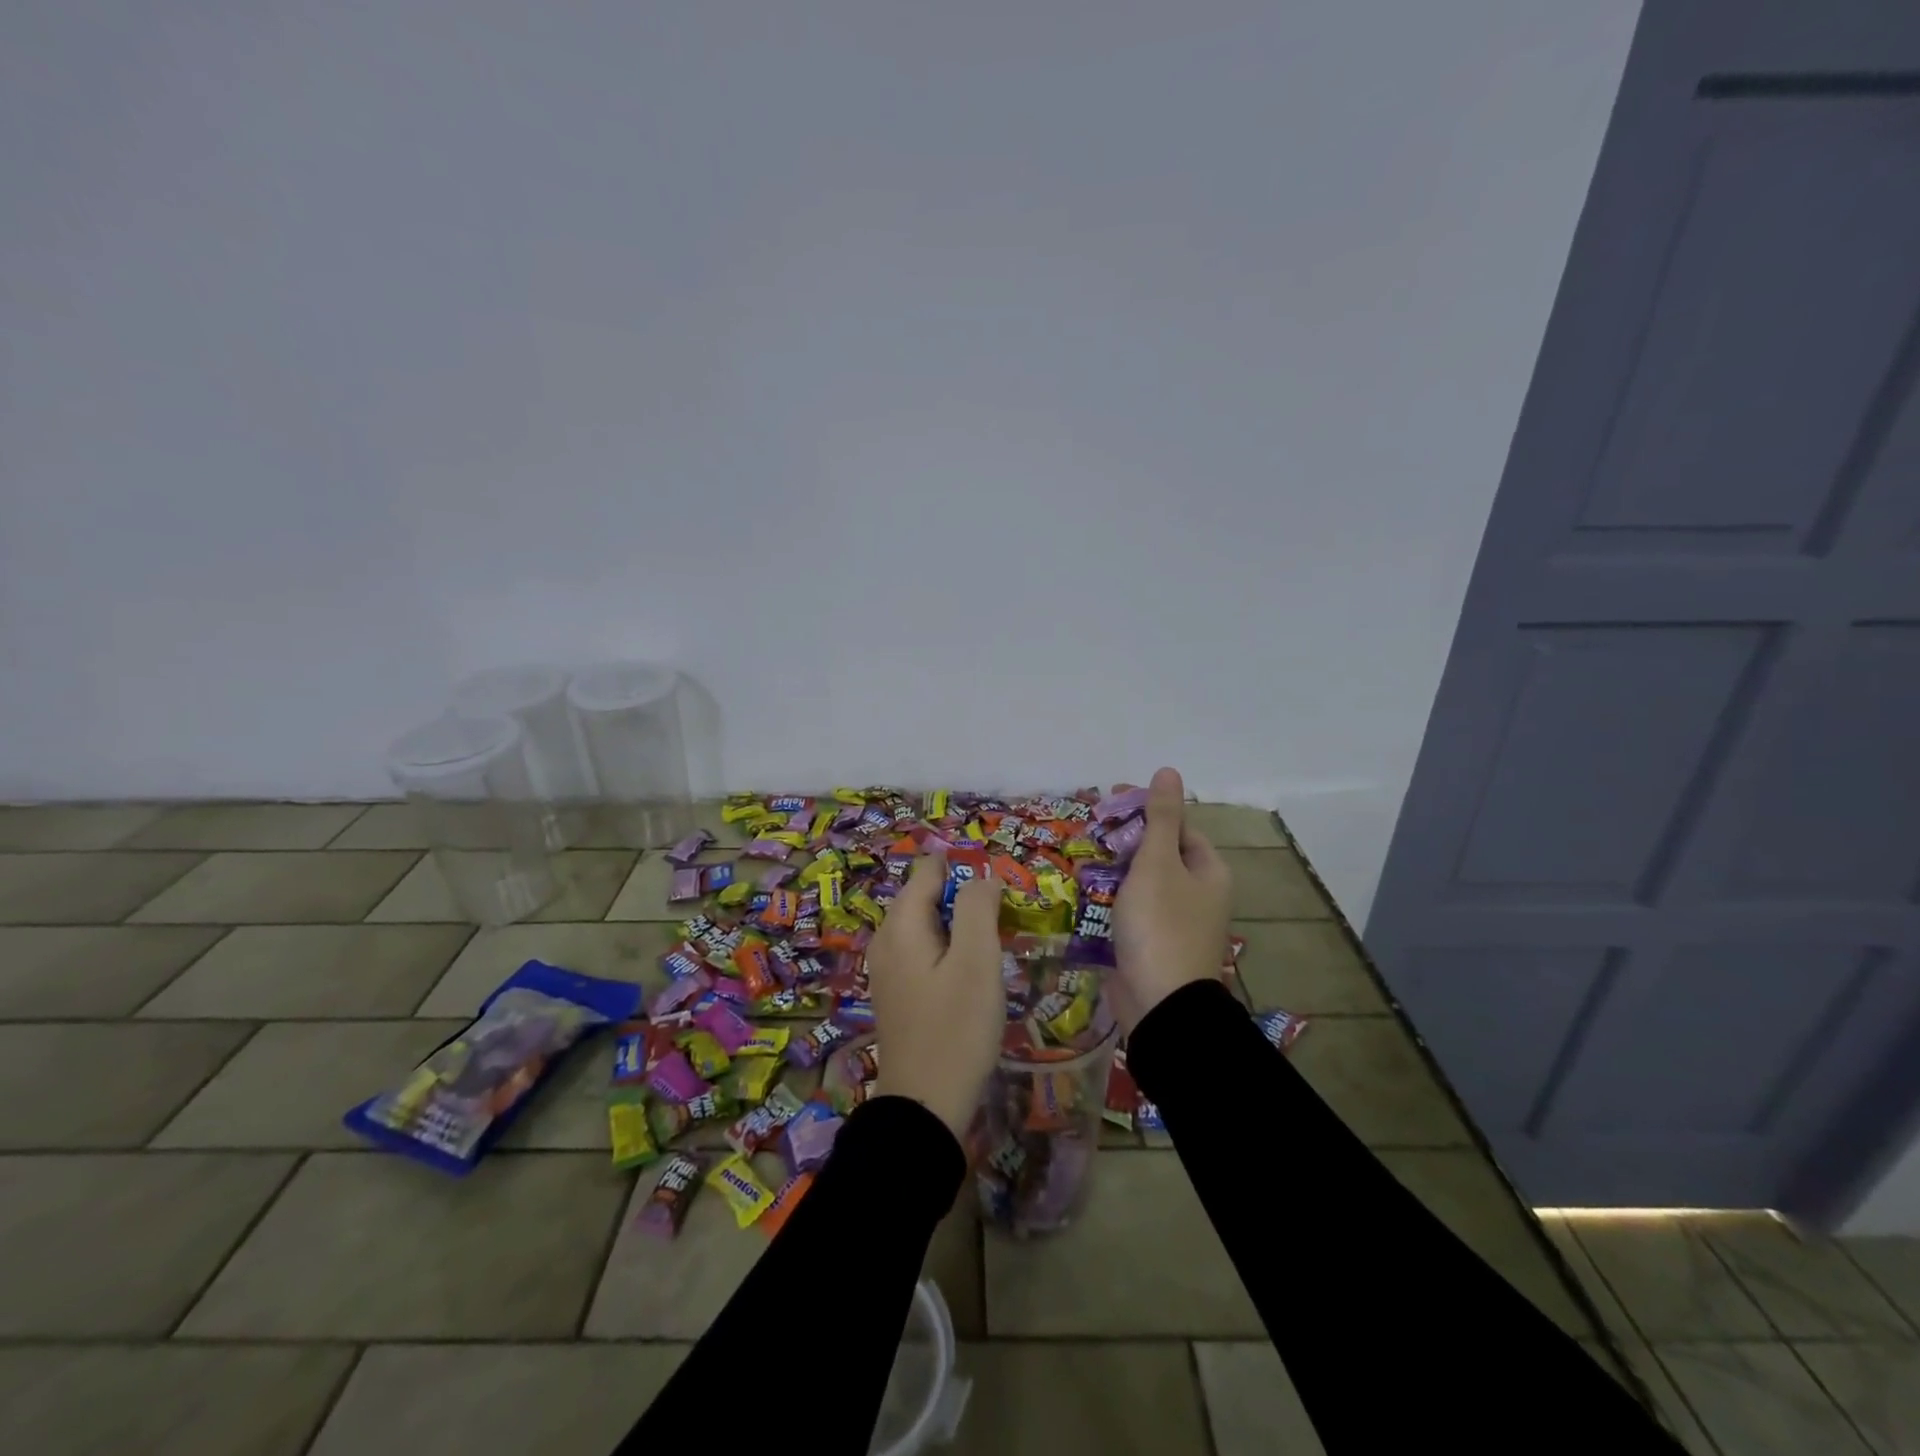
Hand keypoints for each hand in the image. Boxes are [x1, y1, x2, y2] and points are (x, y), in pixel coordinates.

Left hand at [867, 855, 1005, 1138]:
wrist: (925, 1106)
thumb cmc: (955, 1028)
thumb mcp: (976, 962)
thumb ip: (977, 908)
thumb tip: (982, 875)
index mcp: (901, 924)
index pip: (929, 870)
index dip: (964, 869)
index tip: (998, 892)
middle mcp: (886, 939)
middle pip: (926, 896)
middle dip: (964, 898)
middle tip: (1002, 922)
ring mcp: (888, 968)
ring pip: (928, 925)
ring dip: (960, 927)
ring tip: (994, 946)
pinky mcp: (898, 992)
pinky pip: (924, 952)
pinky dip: (949, 951)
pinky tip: (973, 975)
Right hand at [1109, 766, 1231, 1033]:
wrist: (1160, 1006)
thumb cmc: (1161, 925)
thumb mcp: (1158, 863)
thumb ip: (1161, 817)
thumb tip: (1169, 770)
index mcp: (1208, 871)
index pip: (1178, 825)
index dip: (1145, 809)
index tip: (1107, 801)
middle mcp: (1197, 894)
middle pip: (1159, 853)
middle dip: (1124, 840)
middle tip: (1089, 830)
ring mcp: (1175, 922)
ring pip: (1142, 883)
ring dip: (1114, 870)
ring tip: (1080, 859)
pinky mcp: (1153, 944)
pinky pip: (1132, 911)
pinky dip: (1111, 900)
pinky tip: (1085, 895)